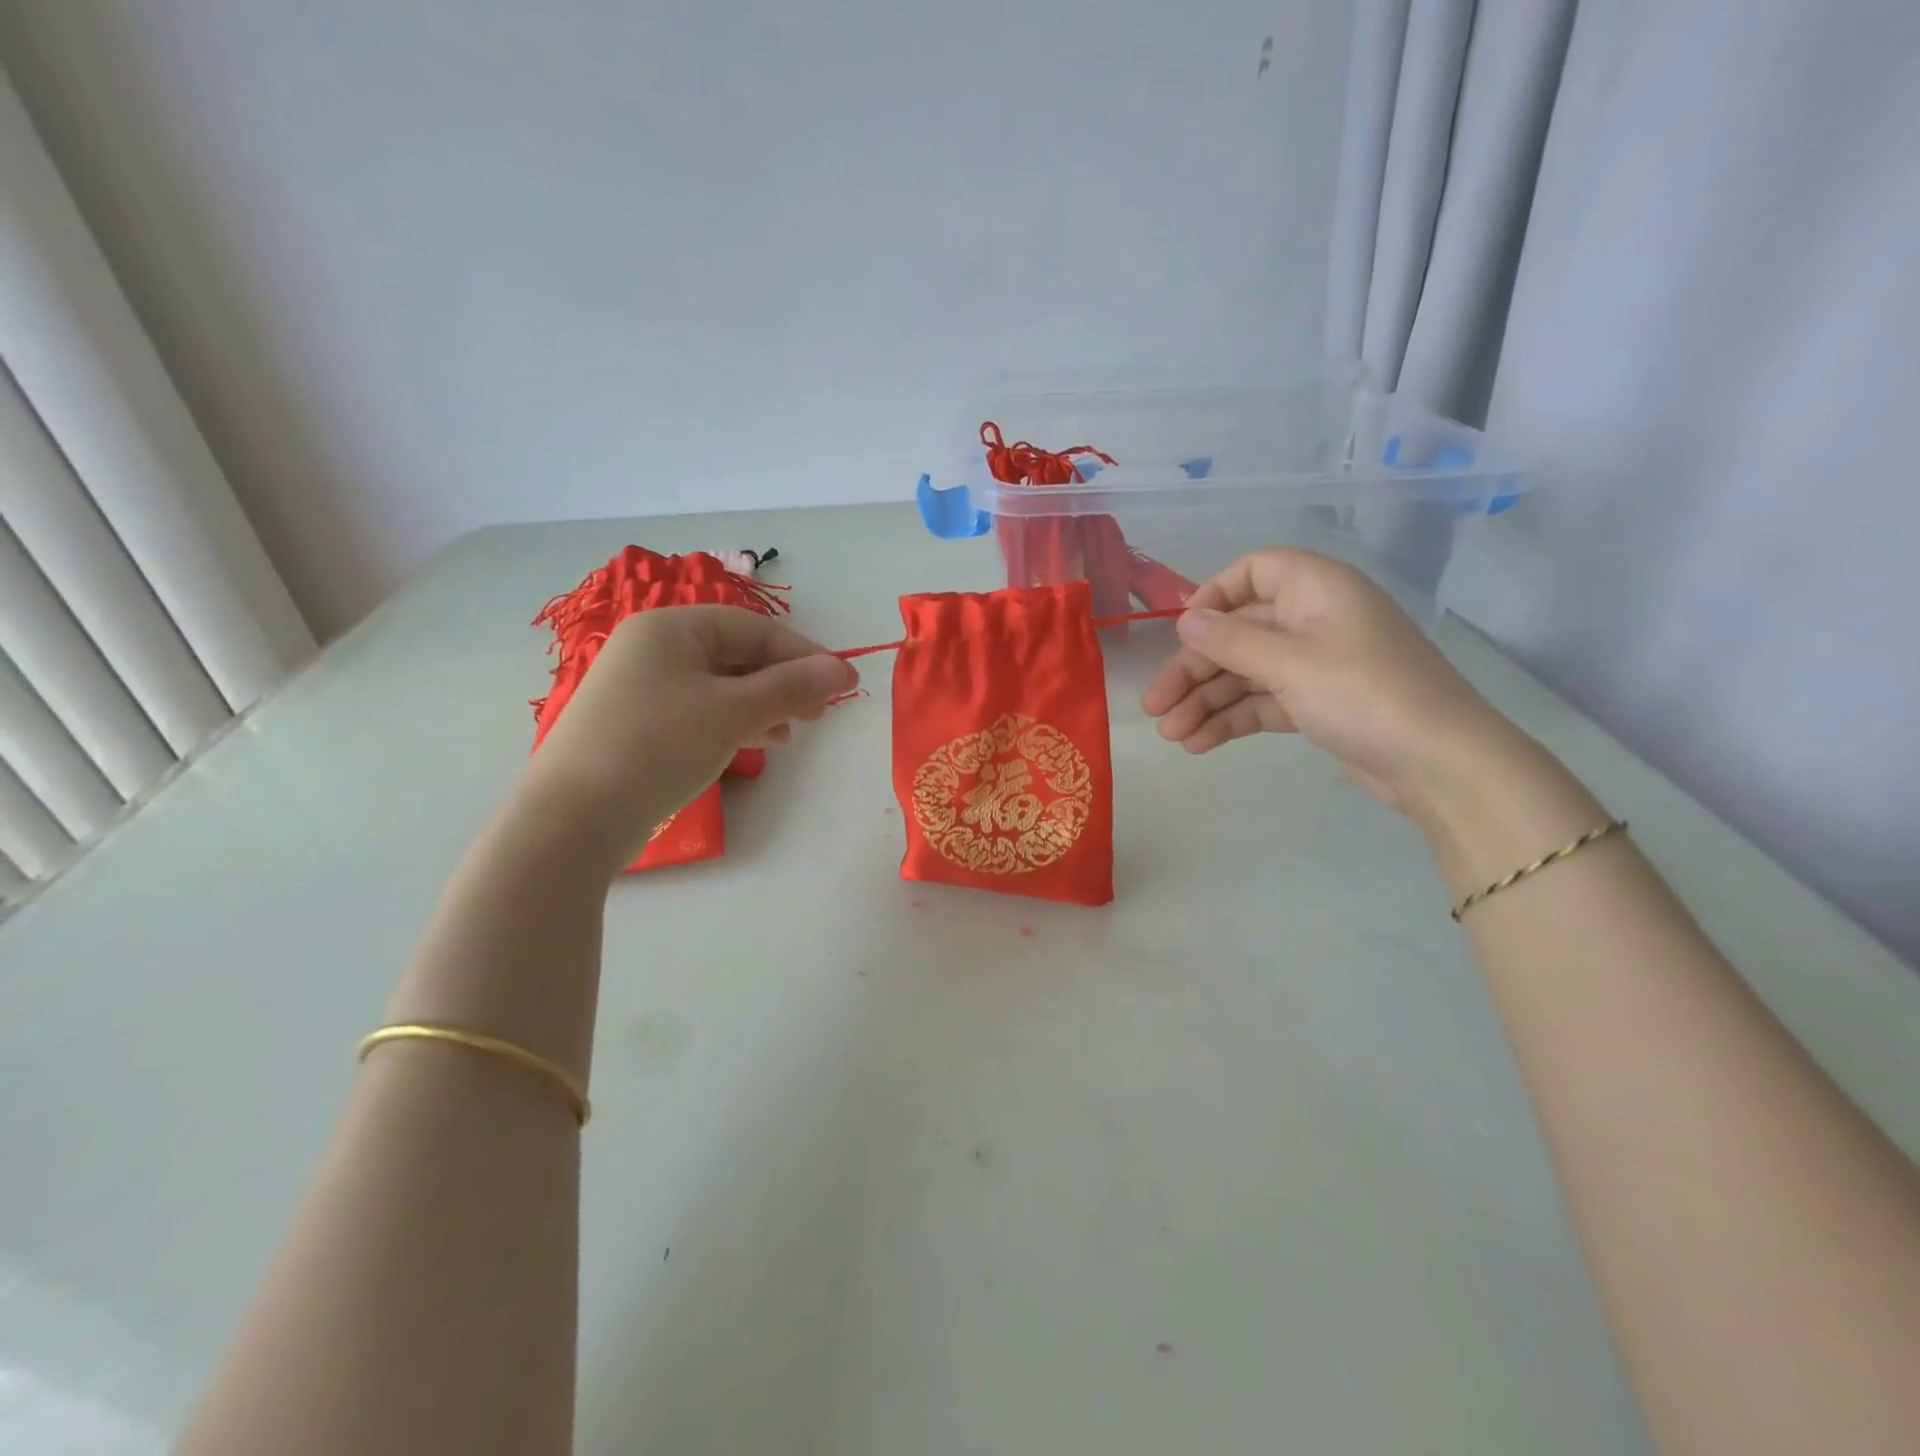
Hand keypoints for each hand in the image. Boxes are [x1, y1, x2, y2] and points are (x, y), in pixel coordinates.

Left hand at [519, 605, 856, 869]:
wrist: (573, 819)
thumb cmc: (658, 746)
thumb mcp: (733, 712)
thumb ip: (791, 687)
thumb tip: (844, 669)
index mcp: (671, 629)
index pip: (754, 629)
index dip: (804, 654)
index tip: (844, 683)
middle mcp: (653, 649)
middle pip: (737, 655)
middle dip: (784, 682)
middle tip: (821, 712)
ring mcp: (642, 688)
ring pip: (720, 686)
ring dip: (764, 705)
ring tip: (795, 731)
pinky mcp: (638, 725)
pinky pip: (700, 711)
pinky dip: (734, 723)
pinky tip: (760, 743)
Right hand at [1142, 548, 1510, 815]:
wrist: (1438, 763)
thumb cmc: (1363, 693)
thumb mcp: (1289, 663)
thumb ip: (1230, 641)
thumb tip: (1185, 620)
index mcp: (1314, 589)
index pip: (1252, 571)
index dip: (1212, 597)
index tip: (1180, 632)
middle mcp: (1311, 619)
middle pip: (1237, 632)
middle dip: (1193, 670)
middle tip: (1155, 706)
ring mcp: (1313, 664)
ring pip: (1244, 673)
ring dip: (1205, 702)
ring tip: (1171, 735)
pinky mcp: (1314, 703)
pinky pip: (1260, 702)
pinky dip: (1230, 720)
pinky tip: (1197, 743)